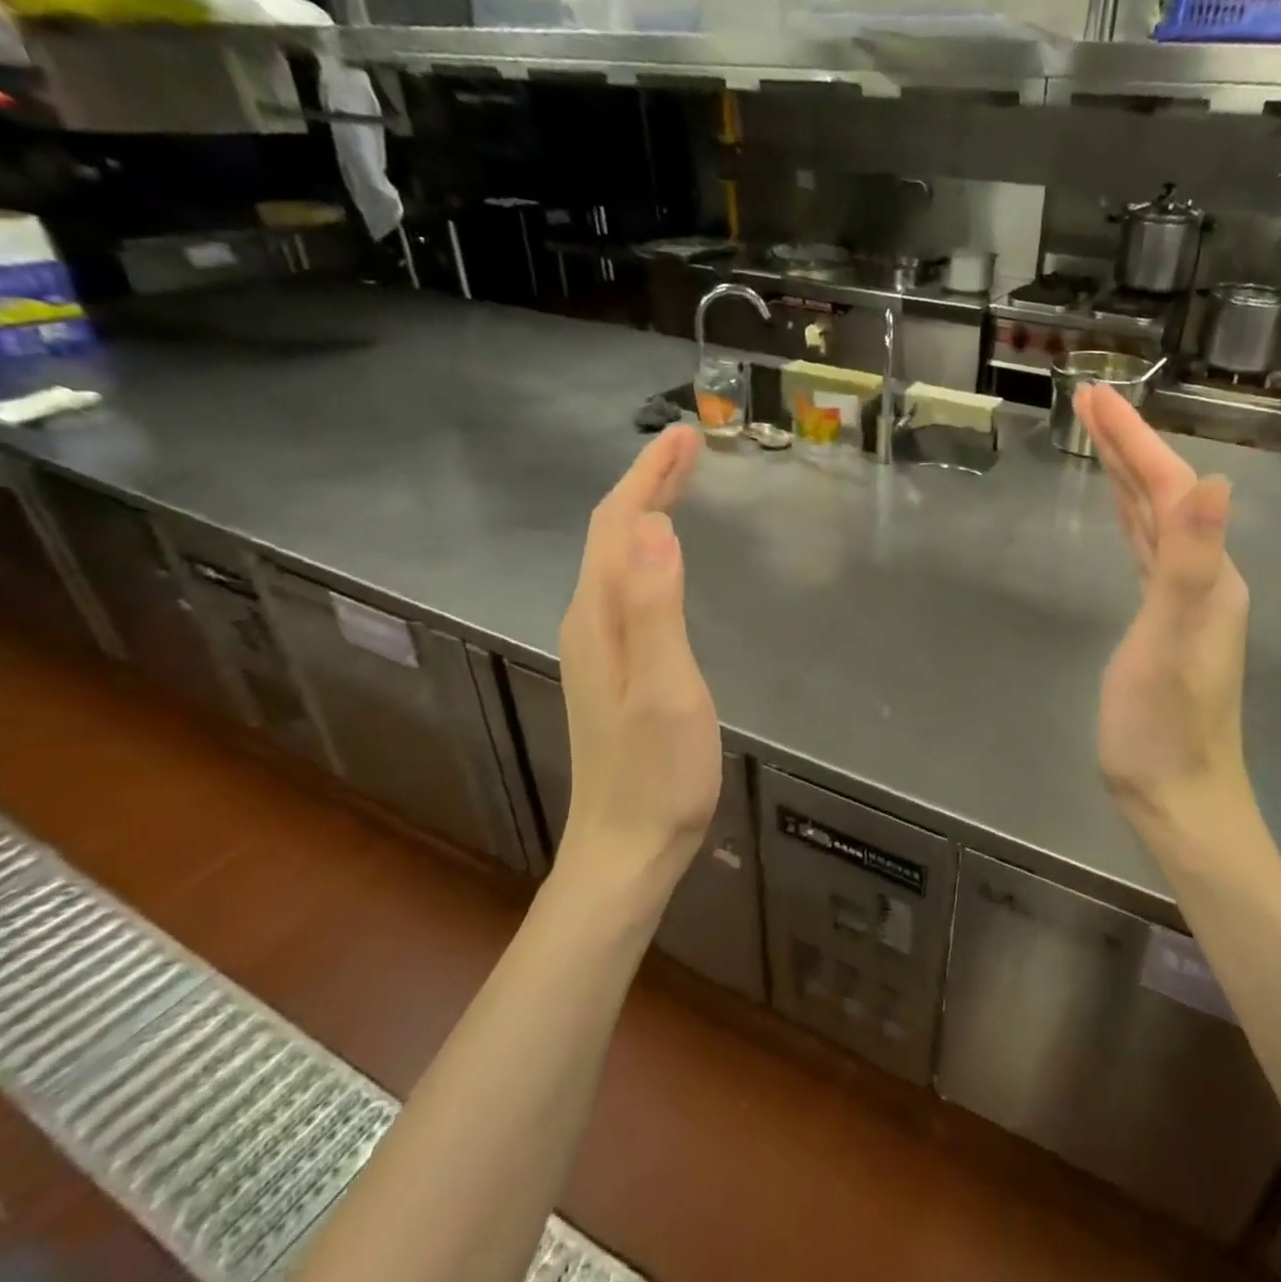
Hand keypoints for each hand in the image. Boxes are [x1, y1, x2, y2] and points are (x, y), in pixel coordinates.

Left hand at [556, 425, 721, 890]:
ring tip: (680, 482)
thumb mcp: (665, 688)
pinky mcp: (615, 665)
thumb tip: (656, 528)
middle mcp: (590, 621)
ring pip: (618, 556)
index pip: (618, 524)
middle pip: (613, 533)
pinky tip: (666, 554)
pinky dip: (648, 549)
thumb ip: (656, 608)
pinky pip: (628, 584)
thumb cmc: (657, 772)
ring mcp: (599, 645)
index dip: (649, 475)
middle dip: (648, 482)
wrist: (628, 845)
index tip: (685, 435)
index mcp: (600, 617)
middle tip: (690, 445)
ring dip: (647, 510)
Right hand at [1074, 384, 1257, 848]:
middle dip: (1127, 446)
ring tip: (1100, 439)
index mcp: (1208, 573)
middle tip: (1088, 402)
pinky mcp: (1162, 621)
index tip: (1093, 398)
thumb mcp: (1171, 641)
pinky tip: (1123, 513)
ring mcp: (1185, 600)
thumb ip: (1191, 562)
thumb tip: (1214, 481)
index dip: (1133, 441)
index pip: (1170, 488)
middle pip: (1164, 495)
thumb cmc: (1165, 726)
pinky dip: (1131, 520)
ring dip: (1129, 476)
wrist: (1178, 797)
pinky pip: (1146, 552)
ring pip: (1155, 521)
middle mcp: (1204, 576)